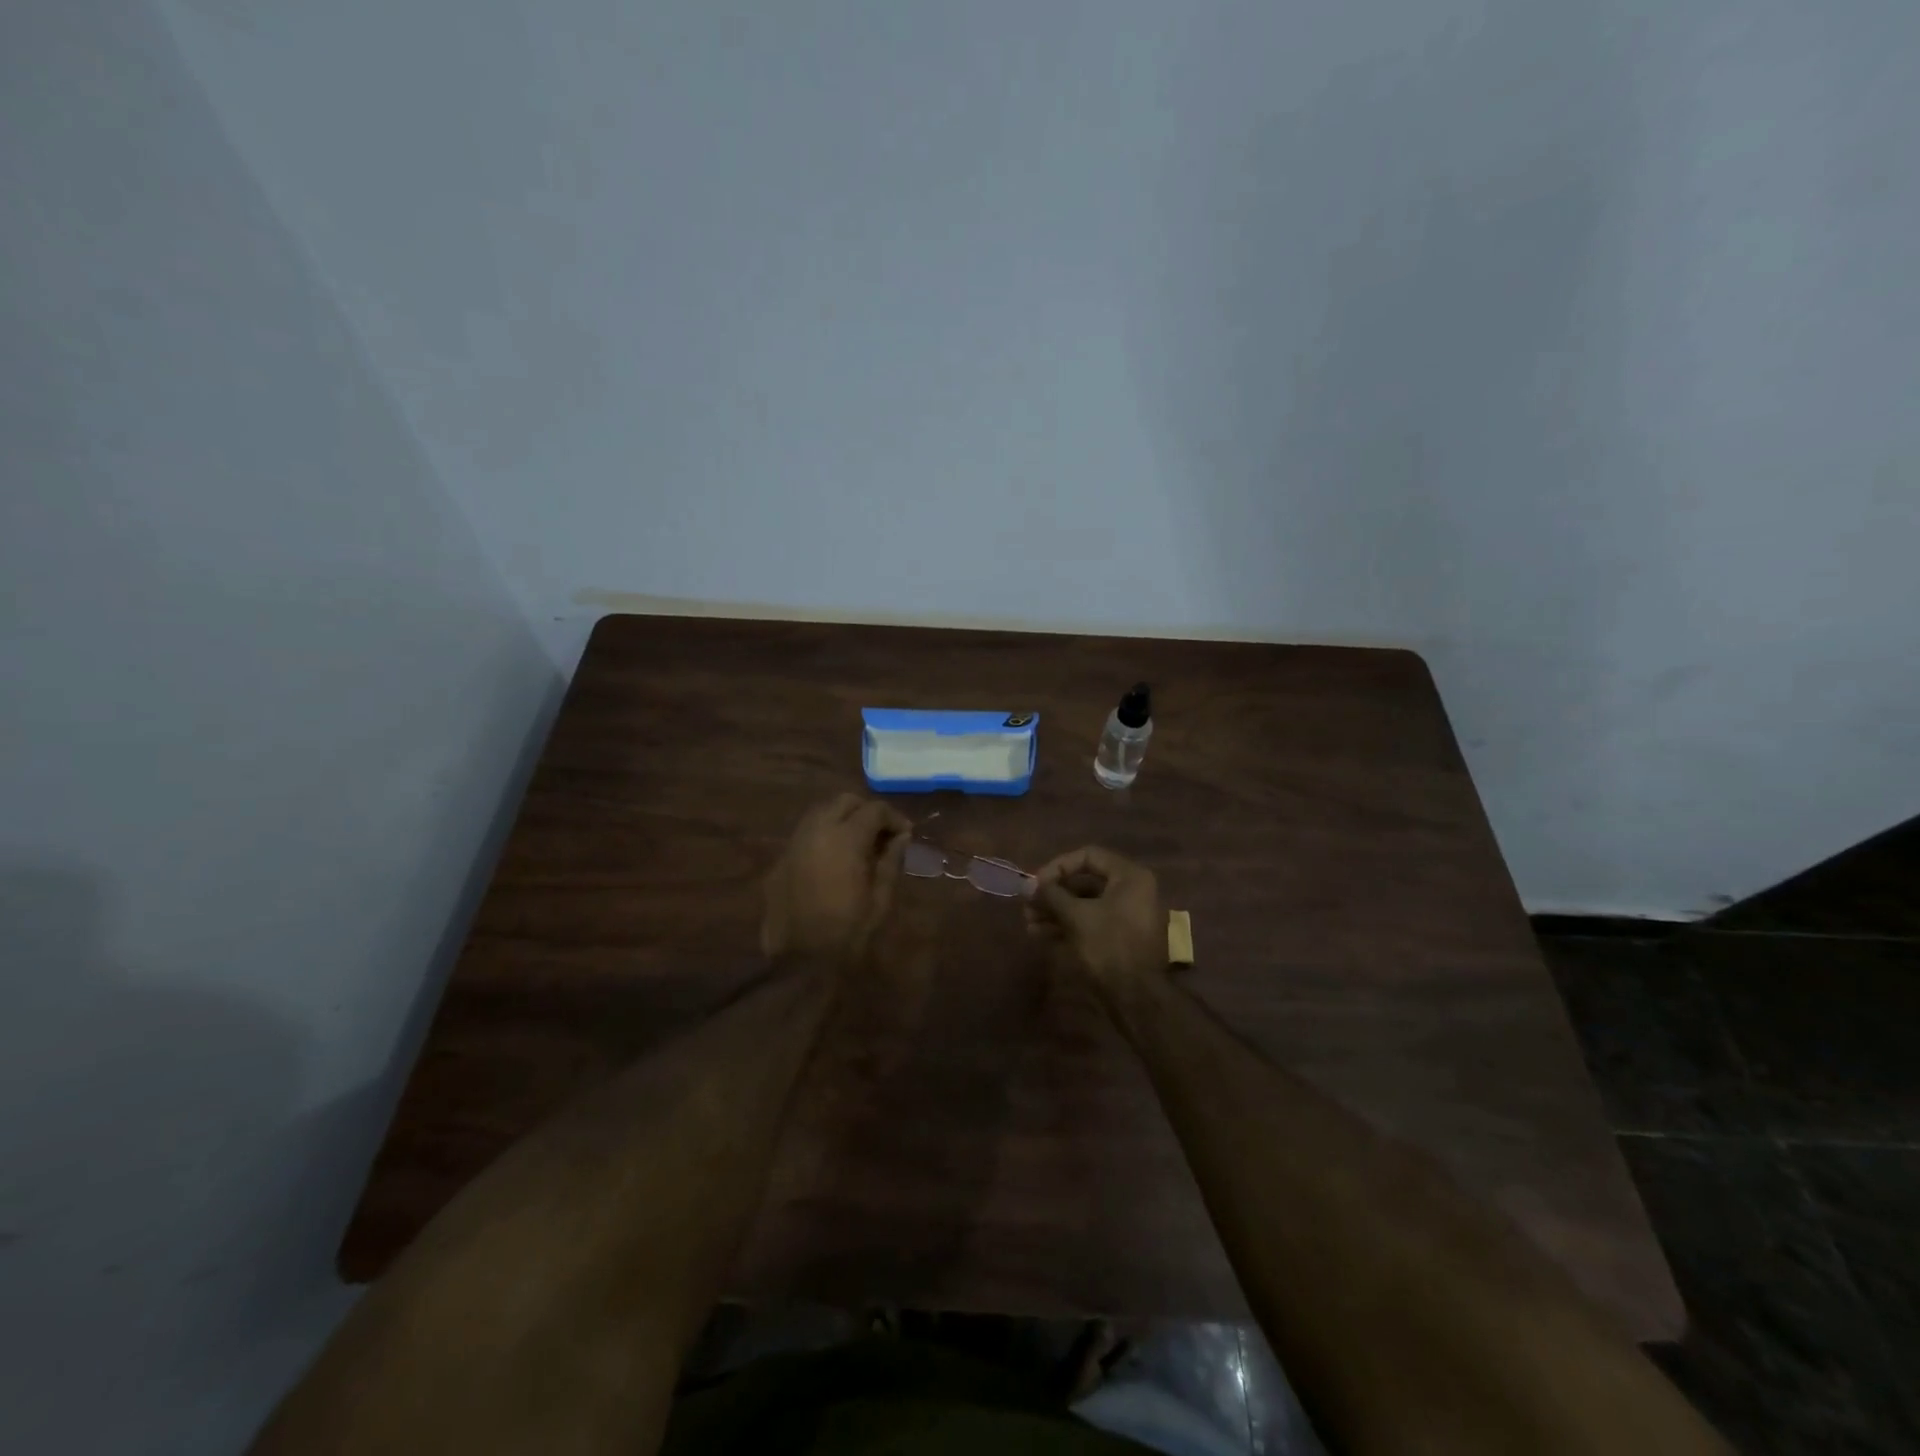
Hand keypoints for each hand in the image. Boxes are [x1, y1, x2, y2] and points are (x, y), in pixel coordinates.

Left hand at [761, 794, 910, 969]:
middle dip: (866, 811)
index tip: (906, 835)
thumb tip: (901, 837)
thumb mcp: (880, 900)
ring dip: (842, 819)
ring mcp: (794, 844)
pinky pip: (805, 834)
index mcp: (845, 839)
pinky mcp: (780, 860)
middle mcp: (816, 831)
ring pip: (821, 812)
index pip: (874, 810)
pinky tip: (834, 859)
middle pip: (844, 801)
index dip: (894, 818)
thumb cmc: (847, 934)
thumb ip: (891, 862)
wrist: (799, 963)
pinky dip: (824, 835)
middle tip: (882, 835)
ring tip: (858, 844)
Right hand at [1024, 846, 1165, 1000]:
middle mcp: (1131, 890)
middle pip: (1084, 882)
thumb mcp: (1076, 916)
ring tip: (1029, 923)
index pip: (1088, 856)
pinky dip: (1067, 925)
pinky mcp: (1119, 937)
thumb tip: (1028, 885)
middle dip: (1053, 894)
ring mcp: (1126, 915)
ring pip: (1084, 904)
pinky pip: (1090, 922)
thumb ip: (1051, 895)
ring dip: (1055, 911)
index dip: (1058, 866)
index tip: (1036, 883)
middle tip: (1028, 905)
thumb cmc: (1109, 946)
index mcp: (1129, 877)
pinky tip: (1041, 935)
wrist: (1136, 996)